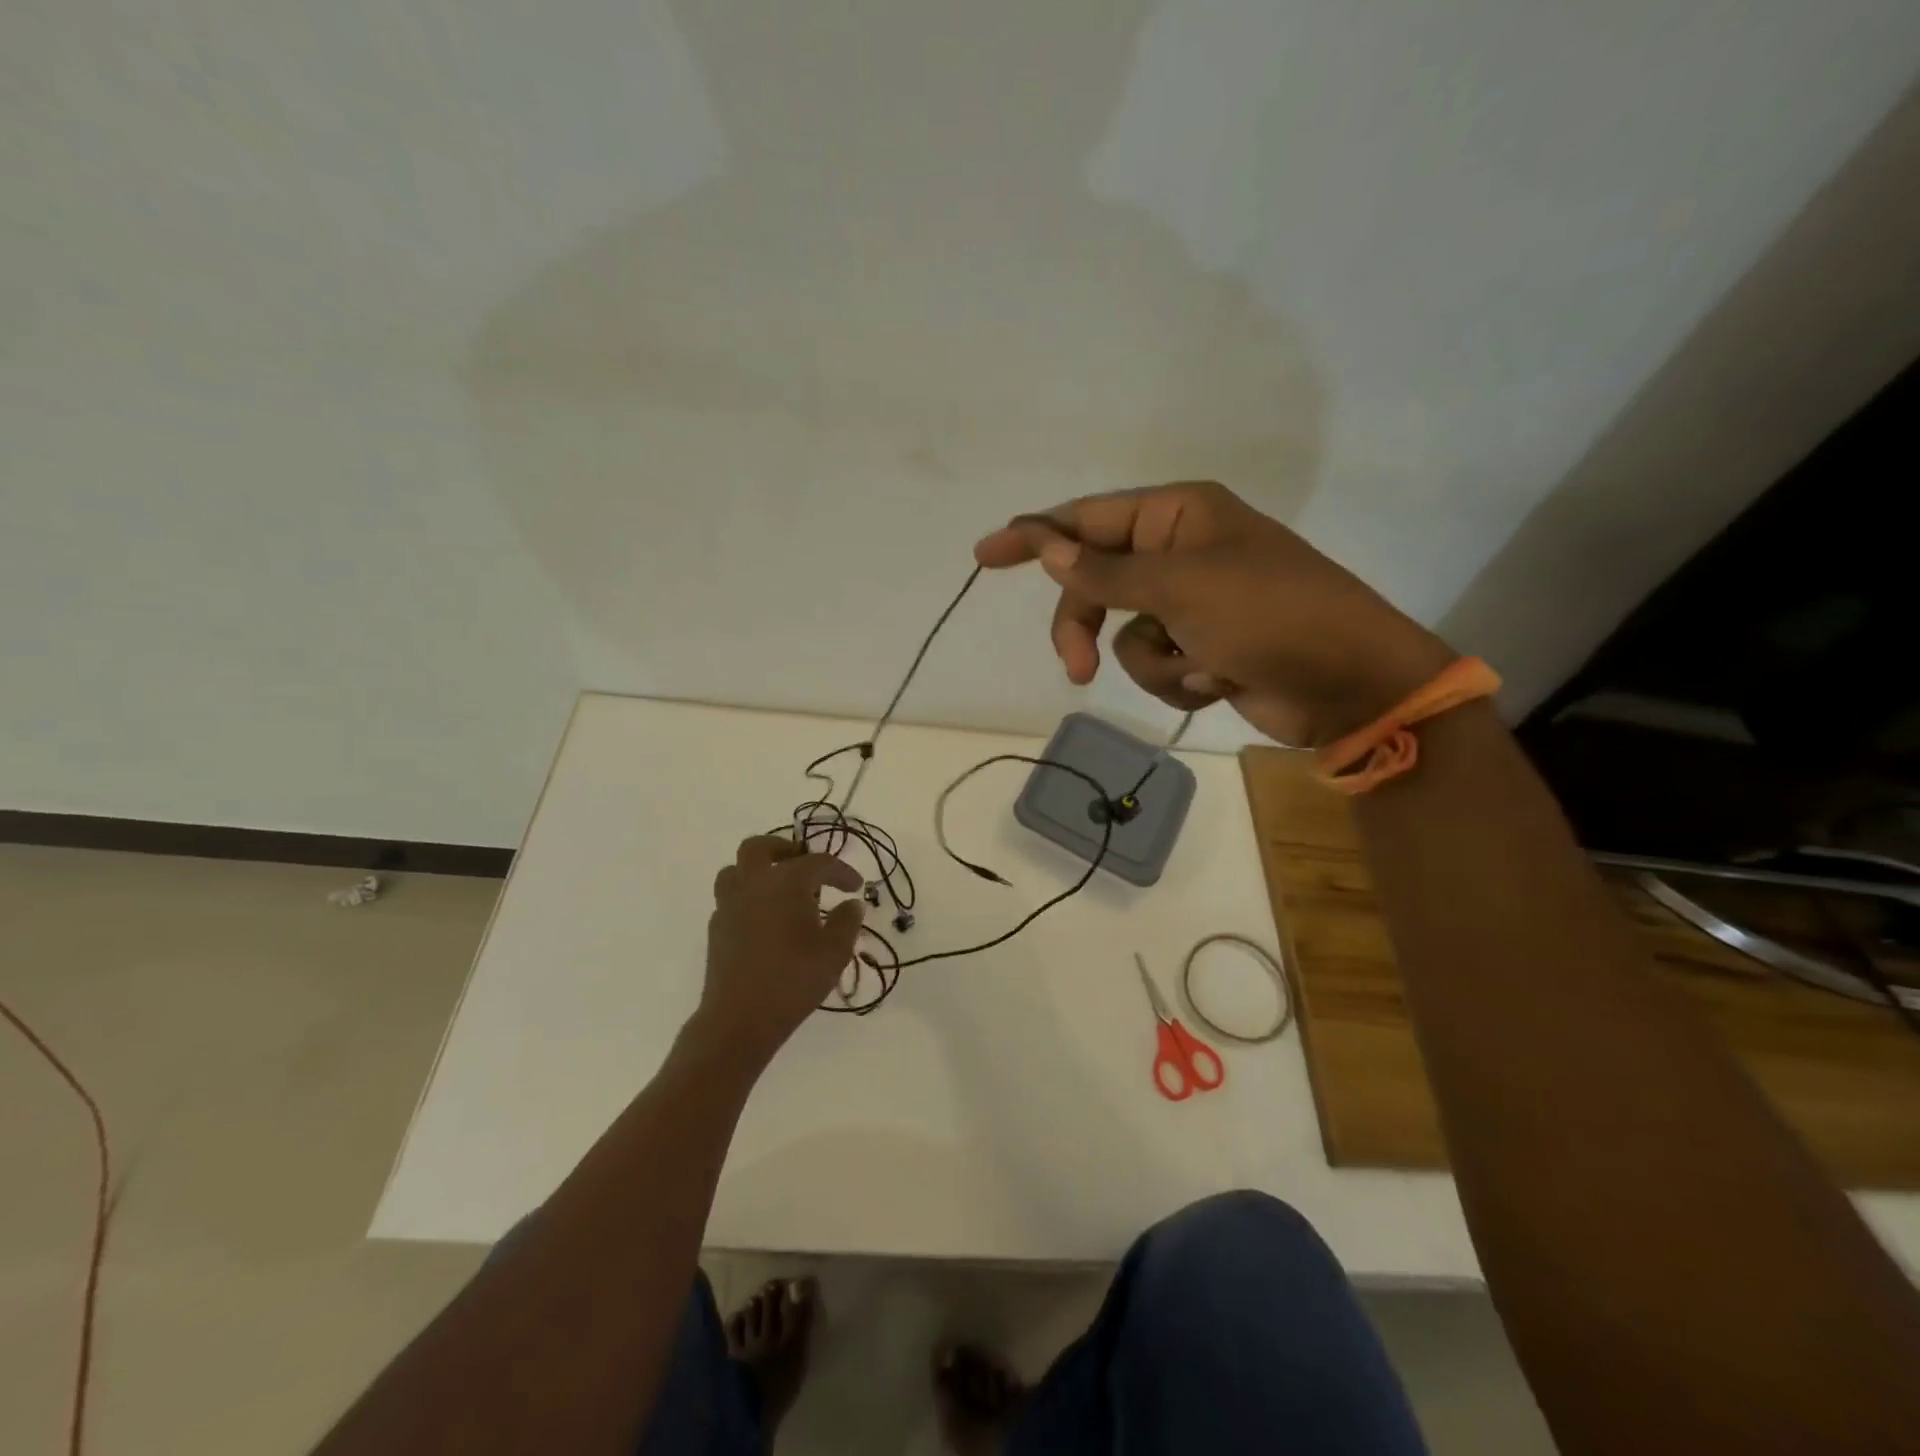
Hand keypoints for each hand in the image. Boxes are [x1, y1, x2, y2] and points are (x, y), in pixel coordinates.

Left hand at [693, 836, 865, 1063]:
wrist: (739, 1019)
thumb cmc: (794, 979)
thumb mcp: (836, 951)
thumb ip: (848, 921)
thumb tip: (851, 904)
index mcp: (786, 881)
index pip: (818, 862)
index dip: (841, 871)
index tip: (855, 886)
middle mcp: (754, 883)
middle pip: (760, 847)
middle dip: (784, 849)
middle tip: (804, 864)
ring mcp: (729, 905)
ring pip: (736, 869)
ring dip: (758, 870)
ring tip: (778, 888)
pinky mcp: (717, 929)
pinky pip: (730, 898)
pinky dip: (748, 897)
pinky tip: (764, 919)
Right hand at [974, 481, 1453, 745]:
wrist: (1348, 684)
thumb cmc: (1271, 615)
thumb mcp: (1181, 588)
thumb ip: (1107, 573)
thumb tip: (1047, 548)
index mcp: (1177, 515)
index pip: (1087, 520)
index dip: (1034, 537)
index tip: (984, 554)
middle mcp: (1178, 551)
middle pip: (1095, 585)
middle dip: (1087, 628)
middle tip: (1074, 667)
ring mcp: (1189, 603)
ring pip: (1122, 634)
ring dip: (1154, 660)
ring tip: (1199, 669)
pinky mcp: (1200, 648)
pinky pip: (1154, 662)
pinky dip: (1178, 678)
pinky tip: (1218, 681)